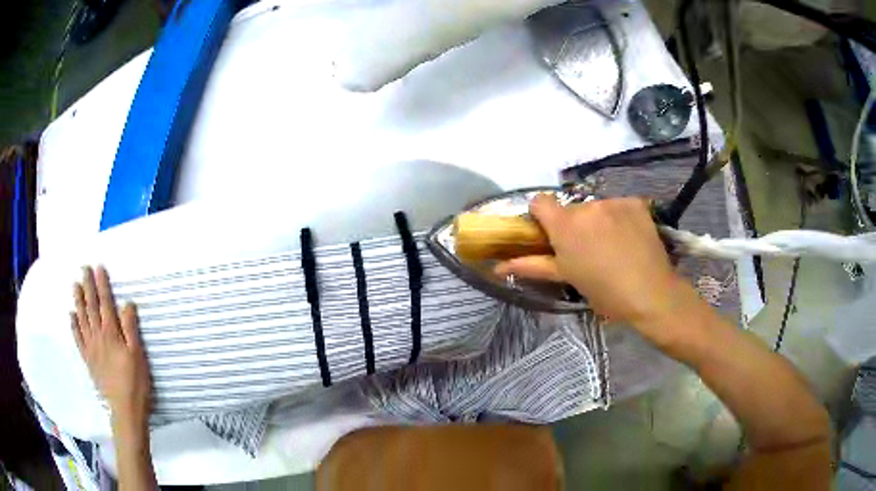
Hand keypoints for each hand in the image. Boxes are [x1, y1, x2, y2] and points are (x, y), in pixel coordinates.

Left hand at [72, 266, 151, 426]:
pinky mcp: (88, 360)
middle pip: (91, 307)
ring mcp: (91, 348)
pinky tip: (71, 316)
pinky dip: (74, 325)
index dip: (102, 285)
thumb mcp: (138, 355)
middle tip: (84, 269)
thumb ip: (131, 329)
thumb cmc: (136, 382)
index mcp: (111, 334)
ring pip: (82, 319)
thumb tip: (127, 303)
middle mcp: (98, 336)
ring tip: (75, 285)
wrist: (125, 410)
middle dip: (88, 287)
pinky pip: (78, 339)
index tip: (98, 268)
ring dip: (79, 301)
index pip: (106, 304)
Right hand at [496, 195, 684, 333]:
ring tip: (614, 246)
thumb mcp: (567, 278)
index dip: (542, 216)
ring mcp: (614, 202)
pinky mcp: (635, 202)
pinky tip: (631, 237)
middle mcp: (587, 207)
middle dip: (574, 224)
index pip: (540, 202)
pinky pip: (619, 205)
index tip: (551, 234)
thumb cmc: (604, 292)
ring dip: (599, 221)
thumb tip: (497, 266)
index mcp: (565, 226)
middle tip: (588, 250)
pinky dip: (621, 217)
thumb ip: (531, 266)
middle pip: (571, 208)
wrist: (651, 293)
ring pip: (596, 207)